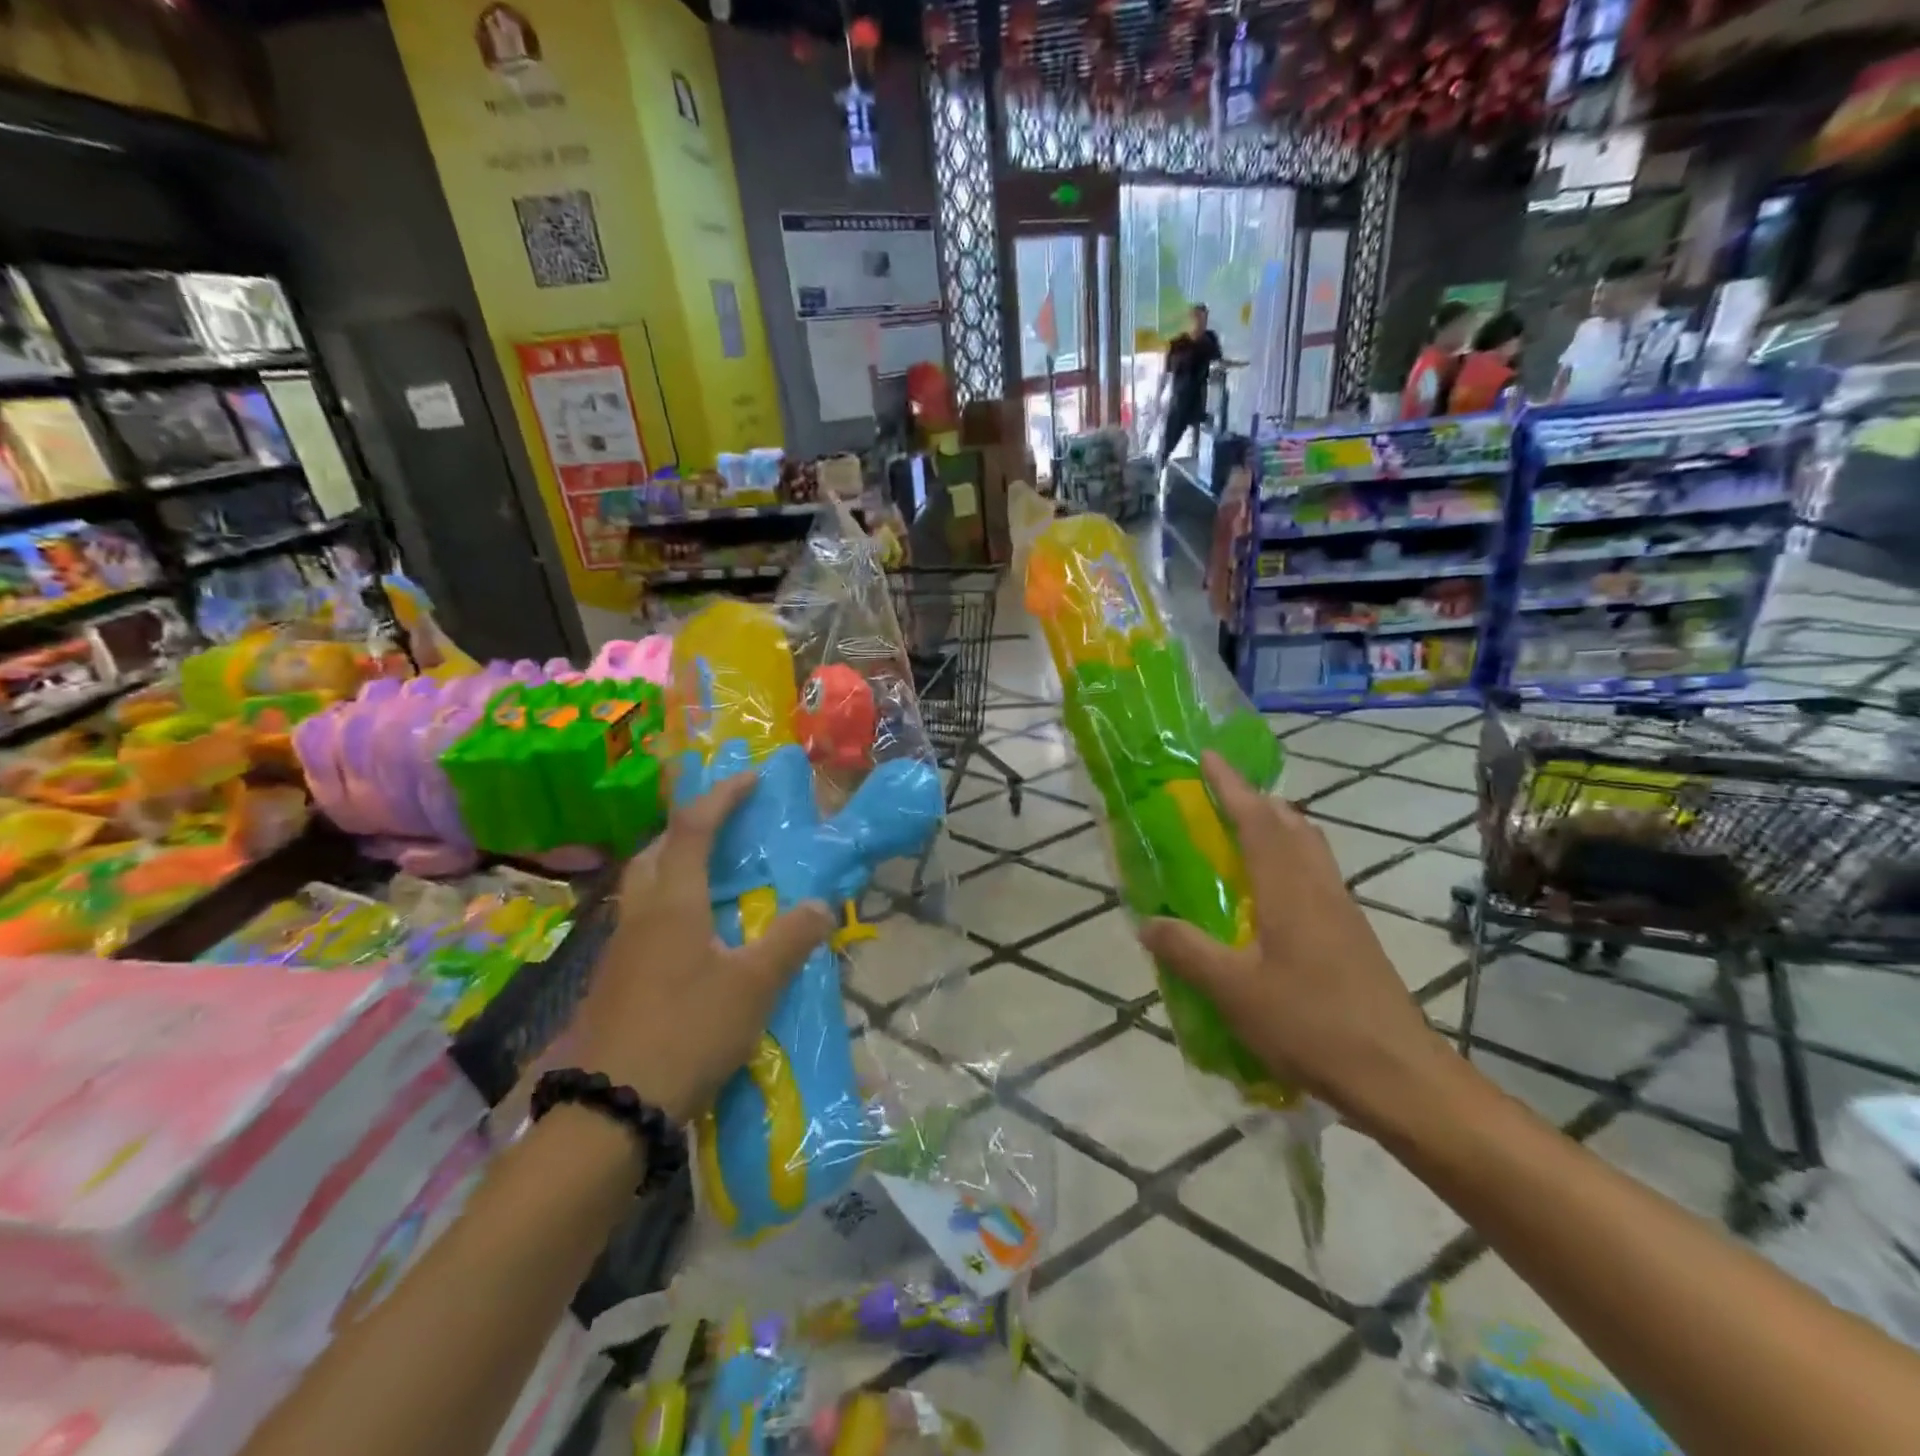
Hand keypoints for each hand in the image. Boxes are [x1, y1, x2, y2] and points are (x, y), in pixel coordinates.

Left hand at [570, 775, 832, 1122]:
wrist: (611, 1106)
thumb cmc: (688, 1032)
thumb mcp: (753, 986)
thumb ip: (790, 939)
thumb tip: (822, 903)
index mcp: (673, 902)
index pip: (694, 827)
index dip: (723, 795)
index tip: (750, 777)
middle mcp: (640, 912)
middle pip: (656, 849)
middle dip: (689, 826)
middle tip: (725, 827)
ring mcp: (619, 946)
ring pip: (643, 883)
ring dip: (674, 863)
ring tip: (713, 875)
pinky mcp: (613, 976)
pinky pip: (642, 916)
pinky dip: (668, 902)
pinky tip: (693, 934)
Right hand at [1138, 753, 1452, 1133]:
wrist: (1399, 1076)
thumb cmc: (1311, 1024)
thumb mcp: (1233, 991)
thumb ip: (1187, 951)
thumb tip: (1147, 922)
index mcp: (1289, 889)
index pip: (1257, 820)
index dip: (1230, 786)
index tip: (1208, 757)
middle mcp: (1319, 888)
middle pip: (1290, 824)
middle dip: (1255, 800)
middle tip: (1219, 795)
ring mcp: (1342, 911)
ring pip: (1309, 849)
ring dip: (1276, 827)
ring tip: (1242, 834)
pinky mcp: (1353, 936)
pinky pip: (1316, 876)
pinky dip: (1289, 861)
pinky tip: (1270, 895)